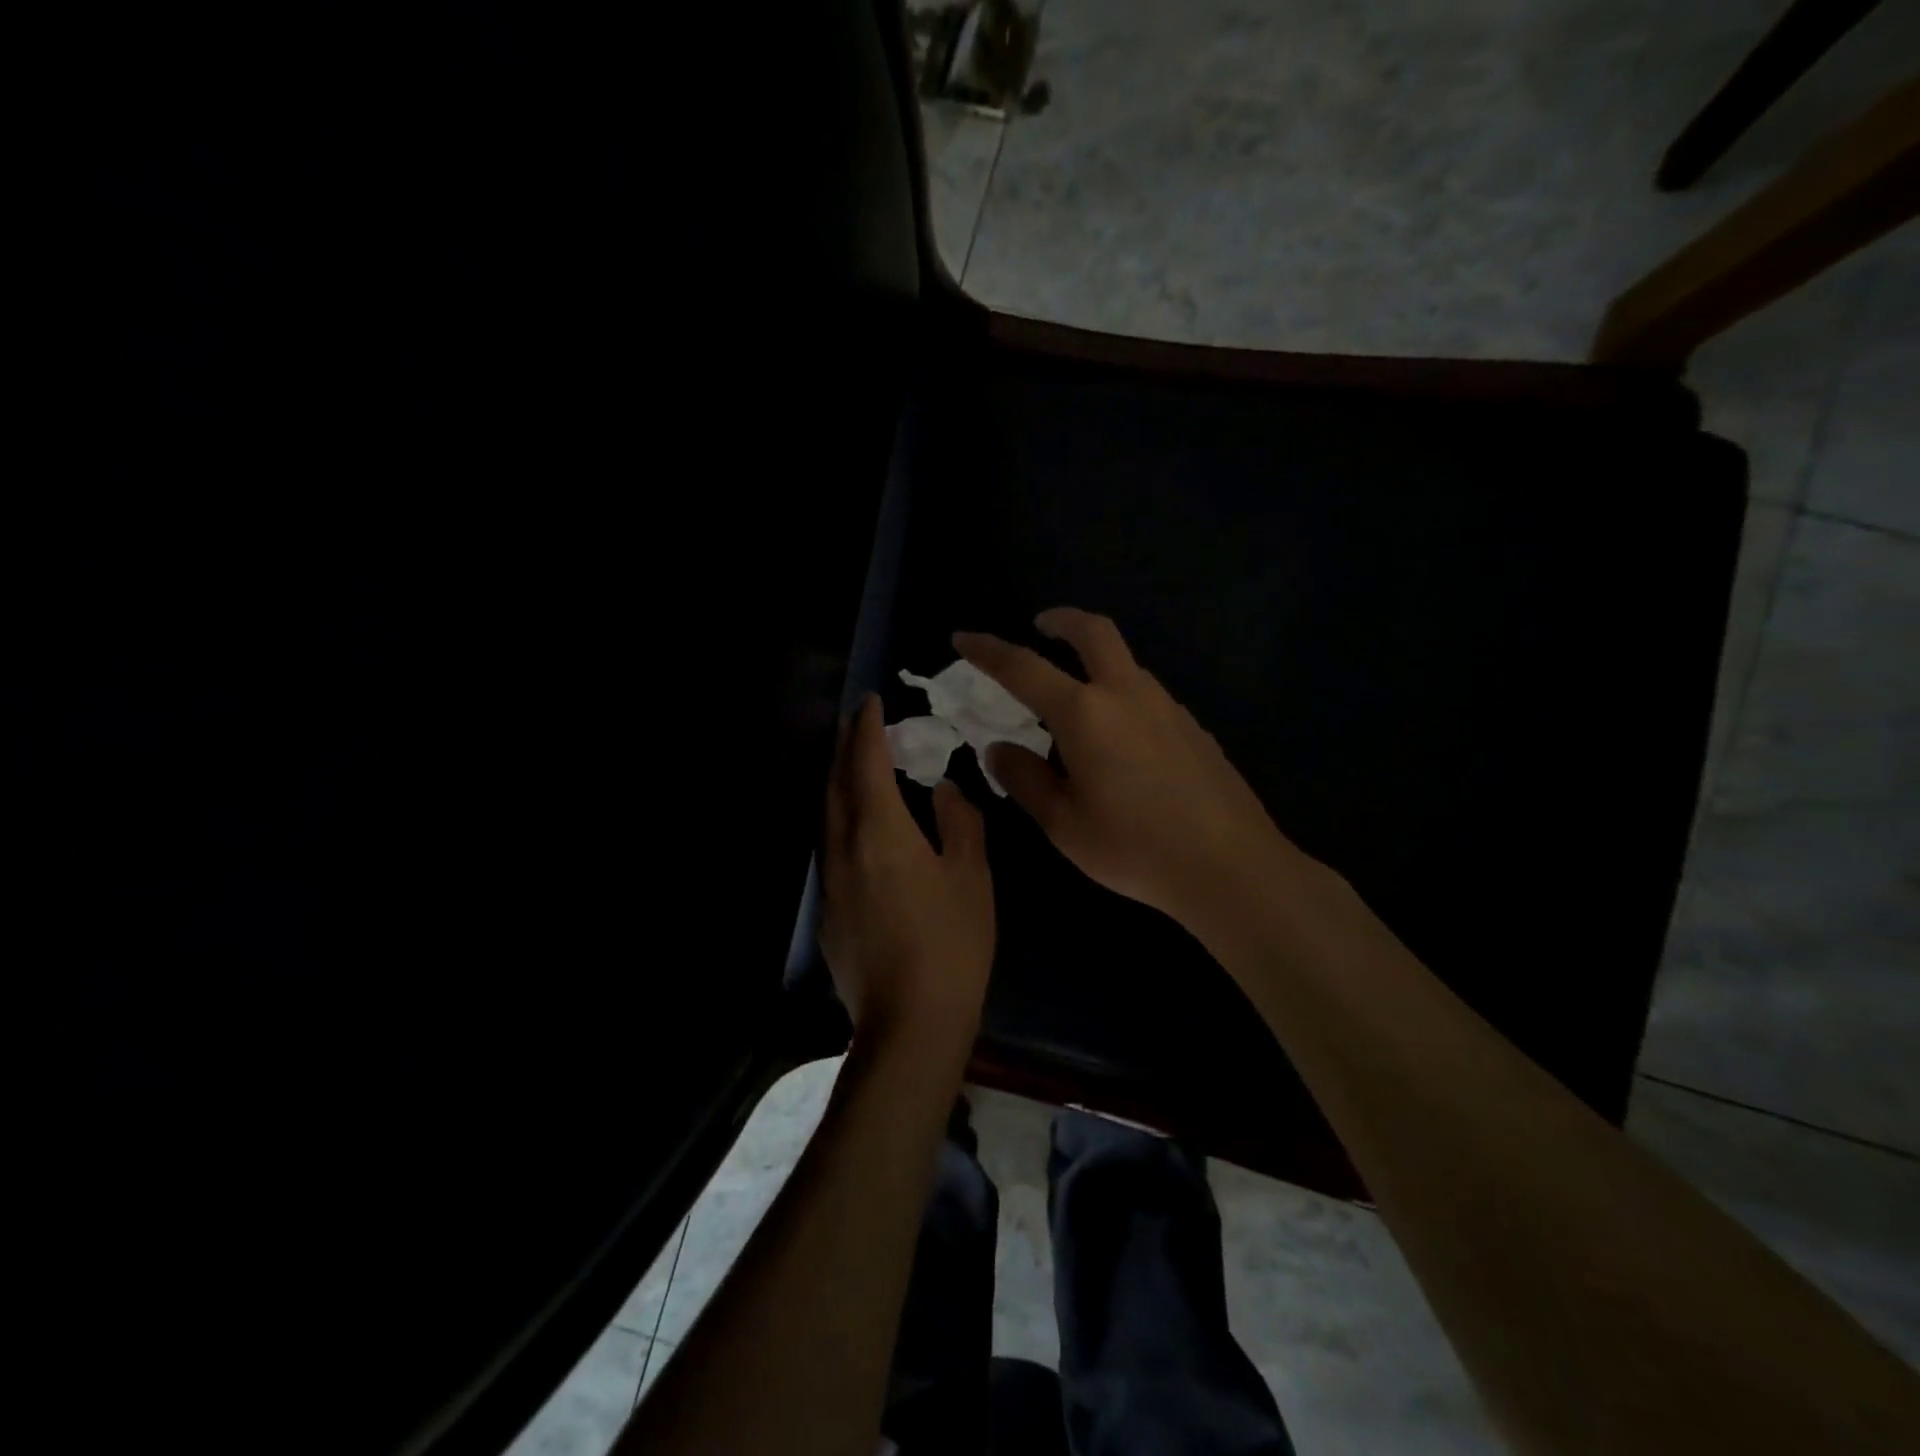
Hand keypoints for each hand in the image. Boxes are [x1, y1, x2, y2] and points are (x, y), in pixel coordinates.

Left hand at [819, 693, 995, 1052]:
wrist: (909, 1023)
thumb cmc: (951, 945)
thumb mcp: (971, 878)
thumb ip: (959, 823)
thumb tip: (943, 790)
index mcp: (880, 832)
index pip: (866, 763)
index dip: (867, 728)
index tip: (871, 701)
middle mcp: (843, 847)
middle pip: (835, 783)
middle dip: (845, 747)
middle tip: (859, 722)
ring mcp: (830, 881)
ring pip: (827, 814)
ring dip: (839, 781)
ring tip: (857, 764)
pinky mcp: (827, 910)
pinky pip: (830, 845)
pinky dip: (841, 818)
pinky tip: (859, 827)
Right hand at [954, 608, 1299, 930]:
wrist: (1229, 866)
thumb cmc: (1135, 848)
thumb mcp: (1063, 824)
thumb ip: (1025, 779)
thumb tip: (998, 749)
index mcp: (1085, 714)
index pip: (1024, 668)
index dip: (988, 650)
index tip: (963, 638)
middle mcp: (1127, 695)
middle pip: (1093, 632)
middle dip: (1061, 620)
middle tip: (1040, 624)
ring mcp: (1167, 707)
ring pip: (1125, 663)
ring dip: (1094, 660)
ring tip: (1074, 696)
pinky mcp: (1193, 727)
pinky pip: (1146, 694)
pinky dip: (1120, 693)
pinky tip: (1118, 738)